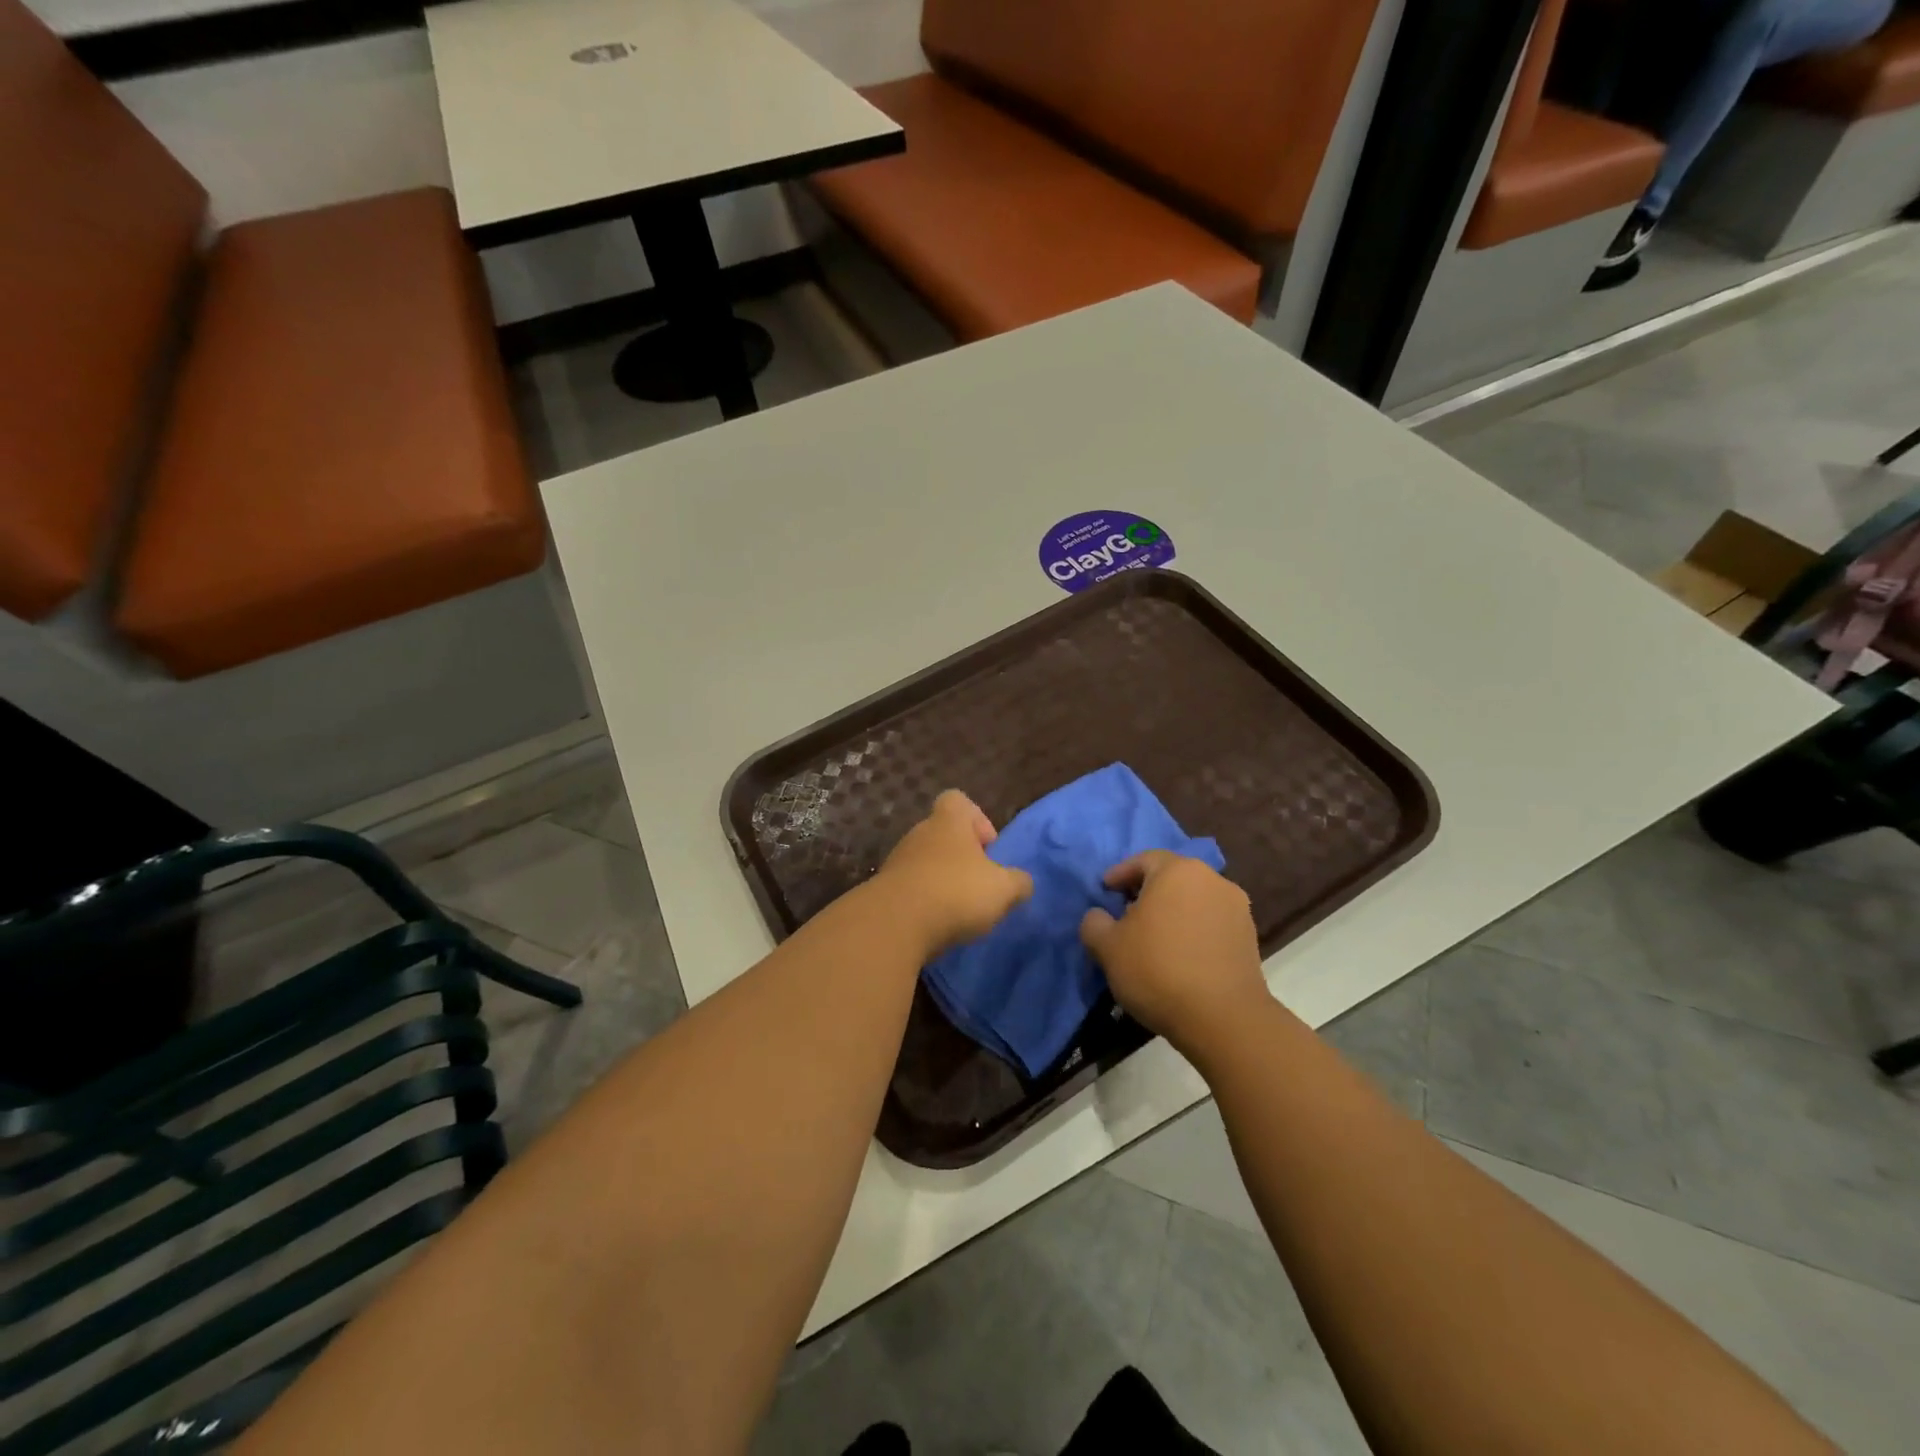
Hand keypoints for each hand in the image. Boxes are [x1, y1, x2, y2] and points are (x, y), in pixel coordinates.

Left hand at [873, 790, 1032, 955]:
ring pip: (926, 863)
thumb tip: (1022, 882)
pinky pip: (911, 888)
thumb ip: (1019, 882)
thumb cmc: (955, 892)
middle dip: (962, 858)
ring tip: (959, 911)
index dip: (977, 819)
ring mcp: (898, 860)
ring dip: (942, 881)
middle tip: (979, 886)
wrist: (895, 924)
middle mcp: (920, 833)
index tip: (989, 849)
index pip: (958, 800)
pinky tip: (936, 924)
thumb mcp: (1003, 889)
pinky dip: (924, 902)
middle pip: (943, 835)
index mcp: (948, 822)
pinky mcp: (884, 889)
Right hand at [1080, 850, 1266, 1052]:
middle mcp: (1212, 880)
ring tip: (1154, 938)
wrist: (1223, 1019)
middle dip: (1147, 892)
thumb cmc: (1157, 970)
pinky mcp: (1250, 937)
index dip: (1120, 874)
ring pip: (1194, 900)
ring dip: (1172, 912)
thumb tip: (1099, 916)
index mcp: (1177, 871)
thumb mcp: (1107, 947)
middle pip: (1172, 877)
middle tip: (1126, 914)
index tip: (1105, 891)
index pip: (1143, 860)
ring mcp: (1236, 908)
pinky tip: (1179, 955)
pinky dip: (1193, 930)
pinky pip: (1211, 923)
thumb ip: (1094, 923)